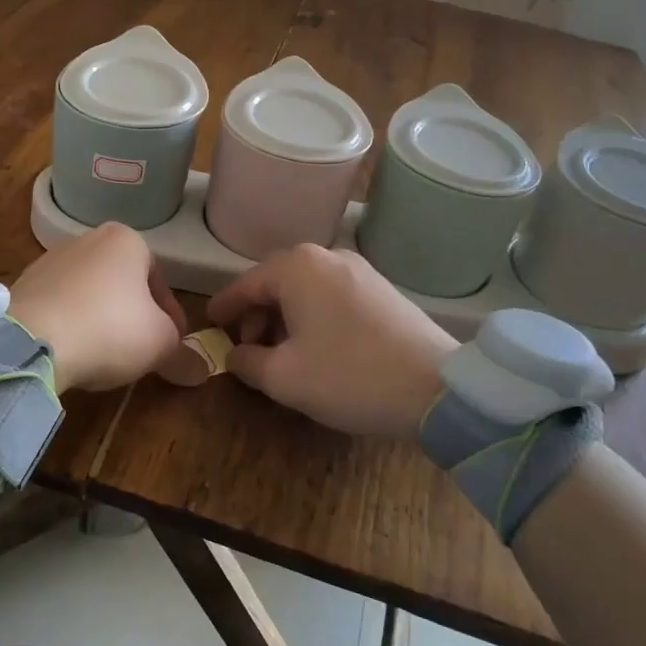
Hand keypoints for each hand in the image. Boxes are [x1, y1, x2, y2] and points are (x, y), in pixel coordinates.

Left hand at [10, 223, 186, 392]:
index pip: (160, 280)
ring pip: (90, 294)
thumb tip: (200, 370)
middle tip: (141, 350)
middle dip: (135, 316)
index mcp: (126, 240)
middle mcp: (87, 239)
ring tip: (104, 355)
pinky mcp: (23, 285)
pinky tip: (73, 351)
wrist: (32, 340)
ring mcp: (50, 260)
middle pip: (123, 284)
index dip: (171, 317)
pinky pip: (59, 306)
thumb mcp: (160, 343)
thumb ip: (183, 353)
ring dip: (101, 320)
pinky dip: (71, 325)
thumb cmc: (110, 328)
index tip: (173, 344)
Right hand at [208, 244, 456, 437]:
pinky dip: (313, 317)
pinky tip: (316, 349)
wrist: (437, 388)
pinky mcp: (382, 289)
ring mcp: (359, 270)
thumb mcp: (284, 377)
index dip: (224, 307)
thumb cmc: (349, 376)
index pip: (245, 284)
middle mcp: (327, 256)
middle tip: (247, 349)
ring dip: (285, 318)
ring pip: (305, 290)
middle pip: (276, 283)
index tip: (208, 324)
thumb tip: (235, 355)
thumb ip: (247, 361)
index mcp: (297, 267)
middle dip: (256, 316)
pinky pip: (331, 296)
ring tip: (280, 354)